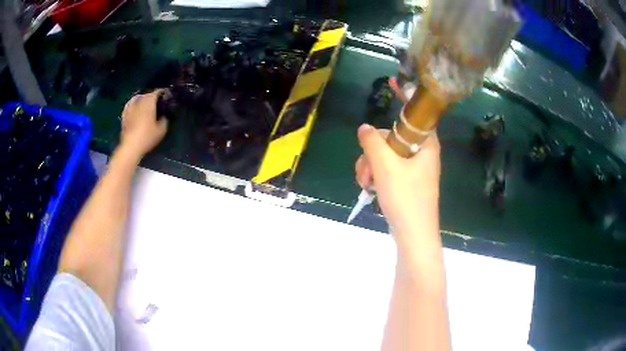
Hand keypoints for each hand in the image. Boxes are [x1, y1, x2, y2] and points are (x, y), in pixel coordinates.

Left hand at [120, 90, 167, 159]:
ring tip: (145, 104)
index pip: (157, 91)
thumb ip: (164, 119)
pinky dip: (134, 105)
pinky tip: (135, 108)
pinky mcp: (124, 114)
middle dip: (152, 96)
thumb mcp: (162, 130)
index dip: (163, 92)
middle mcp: (139, 101)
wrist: (131, 146)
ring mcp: (130, 107)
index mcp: (149, 101)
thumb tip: (163, 116)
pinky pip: (130, 105)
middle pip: (147, 94)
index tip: (166, 96)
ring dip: (142, 99)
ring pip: (137, 98)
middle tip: (157, 102)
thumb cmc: (147, 136)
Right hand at [355, 124, 440, 235]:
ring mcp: (415, 169)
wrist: (413, 235)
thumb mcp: (385, 166)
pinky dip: (377, 176)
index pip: (413, 118)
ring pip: (387, 155)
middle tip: (365, 170)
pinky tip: (369, 187)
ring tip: (364, 183)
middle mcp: (422, 153)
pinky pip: (389, 170)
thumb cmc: (404, 197)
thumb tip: (364, 127)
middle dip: (373, 153)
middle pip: (393, 139)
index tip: (381, 121)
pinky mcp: (408, 183)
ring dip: (371, 166)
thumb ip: (372, 142)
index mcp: (426, 144)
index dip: (398, 112)